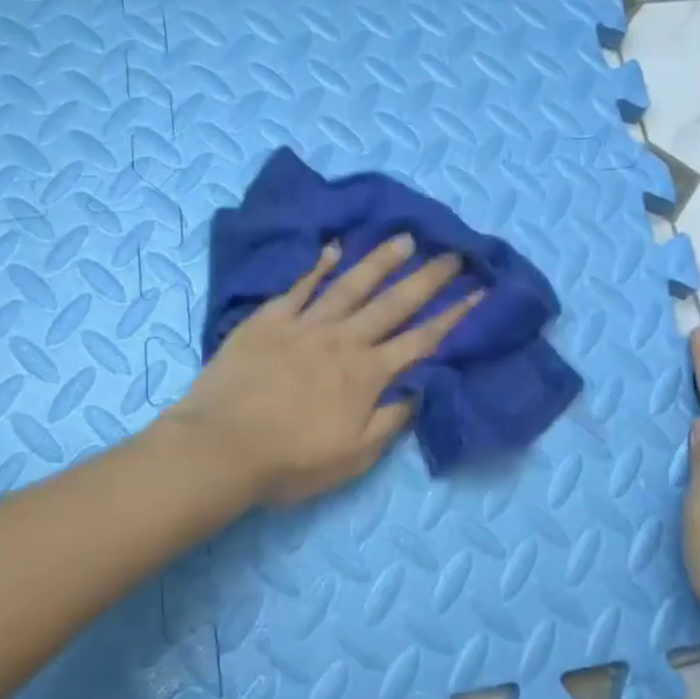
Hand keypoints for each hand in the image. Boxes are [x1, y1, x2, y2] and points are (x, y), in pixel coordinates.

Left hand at [165, 236, 482, 504]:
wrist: (220, 447)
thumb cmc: (291, 460)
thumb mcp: (354, 456)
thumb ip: (391, 420)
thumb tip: (421, 389)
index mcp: (367, 374)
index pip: (422, 340)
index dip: (454, 316)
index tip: (479, 291)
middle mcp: (343, 340)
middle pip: (393, 303)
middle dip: (428, 278)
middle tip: (452, 253)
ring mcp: (305, 325)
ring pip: (351, 285)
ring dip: (380, 261)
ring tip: (404, 238)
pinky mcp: (269, 320)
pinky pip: (299, 287)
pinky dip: (318, 266)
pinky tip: (333, 249)